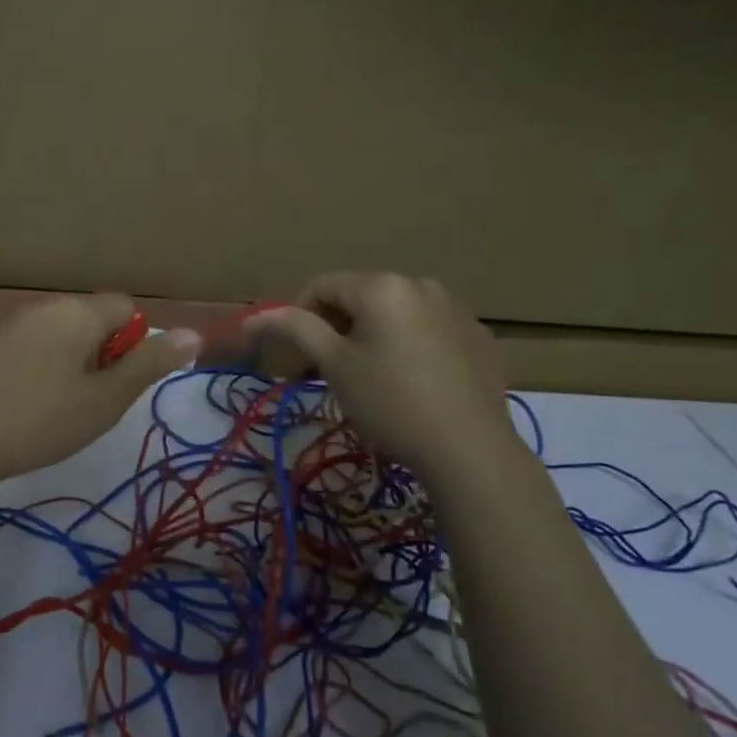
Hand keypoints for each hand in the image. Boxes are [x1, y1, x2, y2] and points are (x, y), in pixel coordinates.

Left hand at [0, 295, 200, 495]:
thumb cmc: (39, 420)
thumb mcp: (105, 399)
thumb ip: (150, 364)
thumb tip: (193, 333)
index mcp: (76, 312)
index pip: (126, 307)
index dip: (135, 344)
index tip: (120, 384)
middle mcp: (41, 309)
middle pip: (91, 321)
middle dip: (102, 357)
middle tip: (91, 403)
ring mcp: (6, 327)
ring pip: (58, 338)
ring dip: (69, 367)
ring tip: (56, 413)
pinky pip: (26, 351)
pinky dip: (36, 374)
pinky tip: (20, 411)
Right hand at [243, 273, 516, 482]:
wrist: (469, 451)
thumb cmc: (390, 402)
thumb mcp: (335, 365)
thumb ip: (295, 329)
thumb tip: (256, 315)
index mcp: (383, 286)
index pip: (323, 285)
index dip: (298, 315)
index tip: (296, 355)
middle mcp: (422, 285)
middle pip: (362, 297)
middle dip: (337, 328)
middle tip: (327, 371)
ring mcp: (458, 310)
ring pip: (397, 314)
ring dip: (373, 336)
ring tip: (370, 379)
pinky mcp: (480, 339)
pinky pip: (431, 332)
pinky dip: (411, 348)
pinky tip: (413, 385)